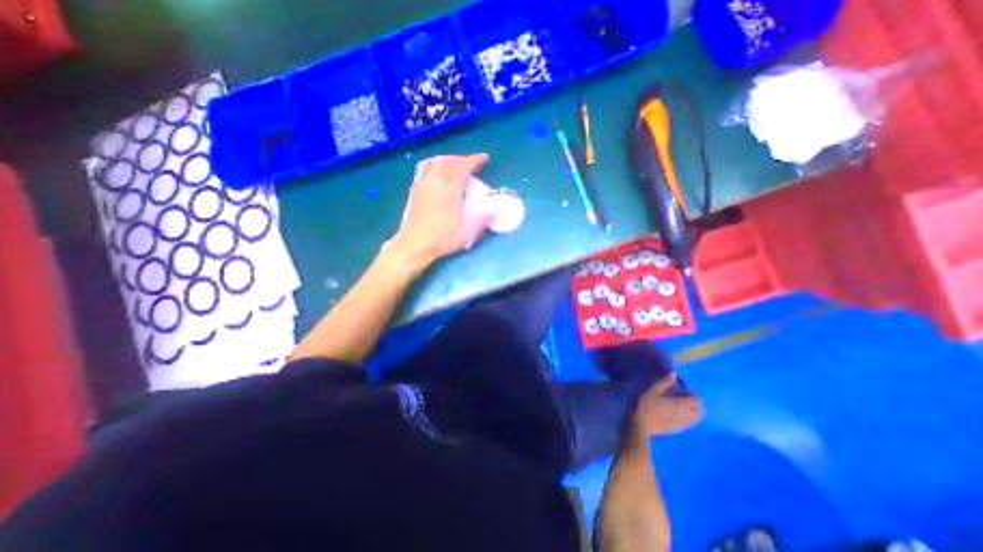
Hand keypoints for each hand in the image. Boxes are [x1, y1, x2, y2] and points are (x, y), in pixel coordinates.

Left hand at [386, 154, 489, 268]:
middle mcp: (434, 182)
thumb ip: (483, 219)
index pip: (462, 168)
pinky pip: (423, 168)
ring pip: (435, 162)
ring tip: (455, 163)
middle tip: (472, 163)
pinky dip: (434, 164)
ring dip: (447, 159)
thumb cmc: (441, 239)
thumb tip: (497, 209)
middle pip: (449, 162)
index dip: (474, 161)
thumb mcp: (466, 233)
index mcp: (449, 191)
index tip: (484, 158)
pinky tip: (437, 171)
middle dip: (462, 159)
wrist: (414, 245)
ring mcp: (422, 184)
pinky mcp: (414, 189)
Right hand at [633, 373, 701, 437]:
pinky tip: (679, 415)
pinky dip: (689, 419)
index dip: (693, 394)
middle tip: (687, 398)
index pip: (696, 401)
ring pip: (697, 419)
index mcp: (679, 404)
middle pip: (700, 411)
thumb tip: (674, 374)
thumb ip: (664, 382)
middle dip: (697, 404)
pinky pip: (690, 425)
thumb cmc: (645, 405)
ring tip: (685, 407)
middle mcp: (684, 415)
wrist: (641, 425)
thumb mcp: (652, 390)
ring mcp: (682, 424)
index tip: (684, 391)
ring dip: (695, 412)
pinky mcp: (678, 430)